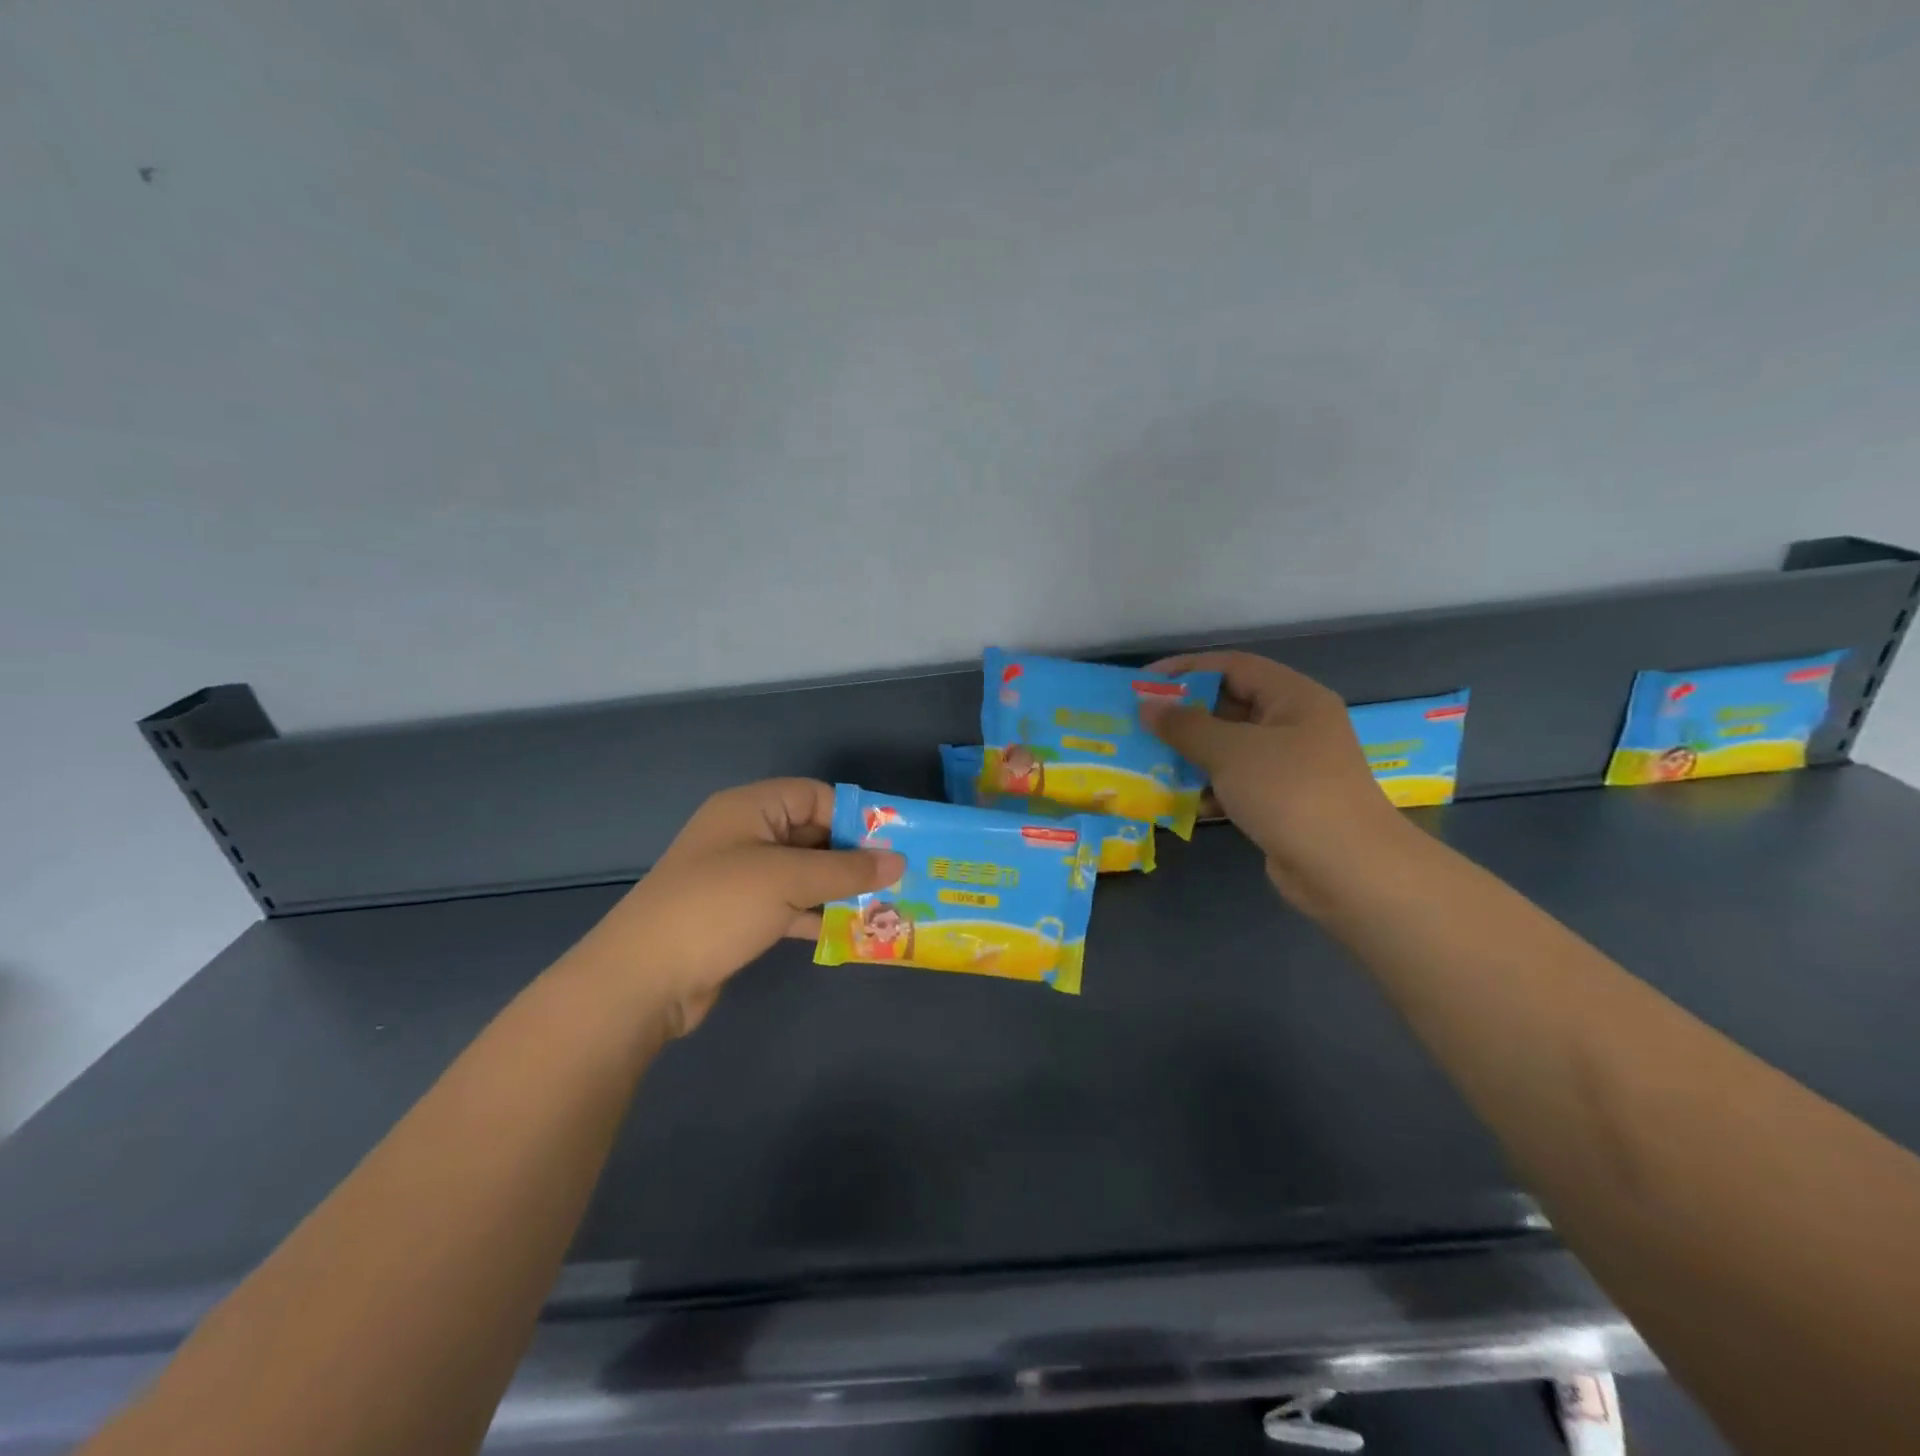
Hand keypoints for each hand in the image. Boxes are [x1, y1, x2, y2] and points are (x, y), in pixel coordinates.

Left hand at [569, 779, 902, 1035]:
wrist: (641, 979)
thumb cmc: (717, 907)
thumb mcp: (787, 880)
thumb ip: (846, 869)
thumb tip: (899, 860)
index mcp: (750, 809)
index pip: (814, 796)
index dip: (855, 816)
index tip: (895, 842)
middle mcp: (745, 836)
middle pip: (812, 834)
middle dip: (853, 856)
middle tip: (900, 878)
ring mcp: (740, 878)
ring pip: (803, 873)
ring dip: (839, 889)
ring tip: (887, 906)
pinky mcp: (739, 917)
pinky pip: (789, 905)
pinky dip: (817, 915)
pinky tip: (851, 932)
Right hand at [1141, 652, 1406, 909]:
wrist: (1347, 869)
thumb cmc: (1289, 792)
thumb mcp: (1230, 751)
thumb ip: (1185, 725)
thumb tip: (1148, 707)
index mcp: (1294, 698)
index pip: (1233, 665)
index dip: (1186, 669)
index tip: (1143, 682)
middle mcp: (1296, 725)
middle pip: (1231, 705)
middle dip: (1185, 714)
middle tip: (1140, 722)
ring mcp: (1292, 766)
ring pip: (1232, 747)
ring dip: (1192, 753)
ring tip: (1150, 759)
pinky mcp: (1284, 802)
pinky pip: (1237, 783)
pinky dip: (1210, 787)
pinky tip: (1181, 800)